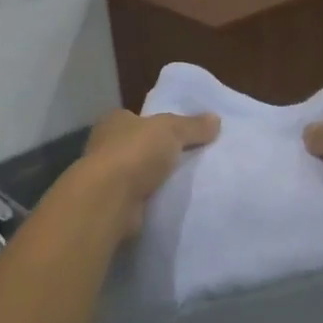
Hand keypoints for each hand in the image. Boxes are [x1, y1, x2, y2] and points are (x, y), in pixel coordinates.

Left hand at [77, 109, 219, 235]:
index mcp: (115, 122)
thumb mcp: (171, 130)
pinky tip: (173, 201)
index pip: (138, 118)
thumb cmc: (135, 154)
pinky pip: (140, 197)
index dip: (158, 124)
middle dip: (160, 153)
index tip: (182, 134)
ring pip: (139, 173)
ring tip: (188, 182)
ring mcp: (107, 177)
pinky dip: (153, 198)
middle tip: (192, 158)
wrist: (110, 200)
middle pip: (140, 146)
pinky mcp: (112, 203)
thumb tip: (216, 119)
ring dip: (157, 178)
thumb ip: (193, 125)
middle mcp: (106, 146)